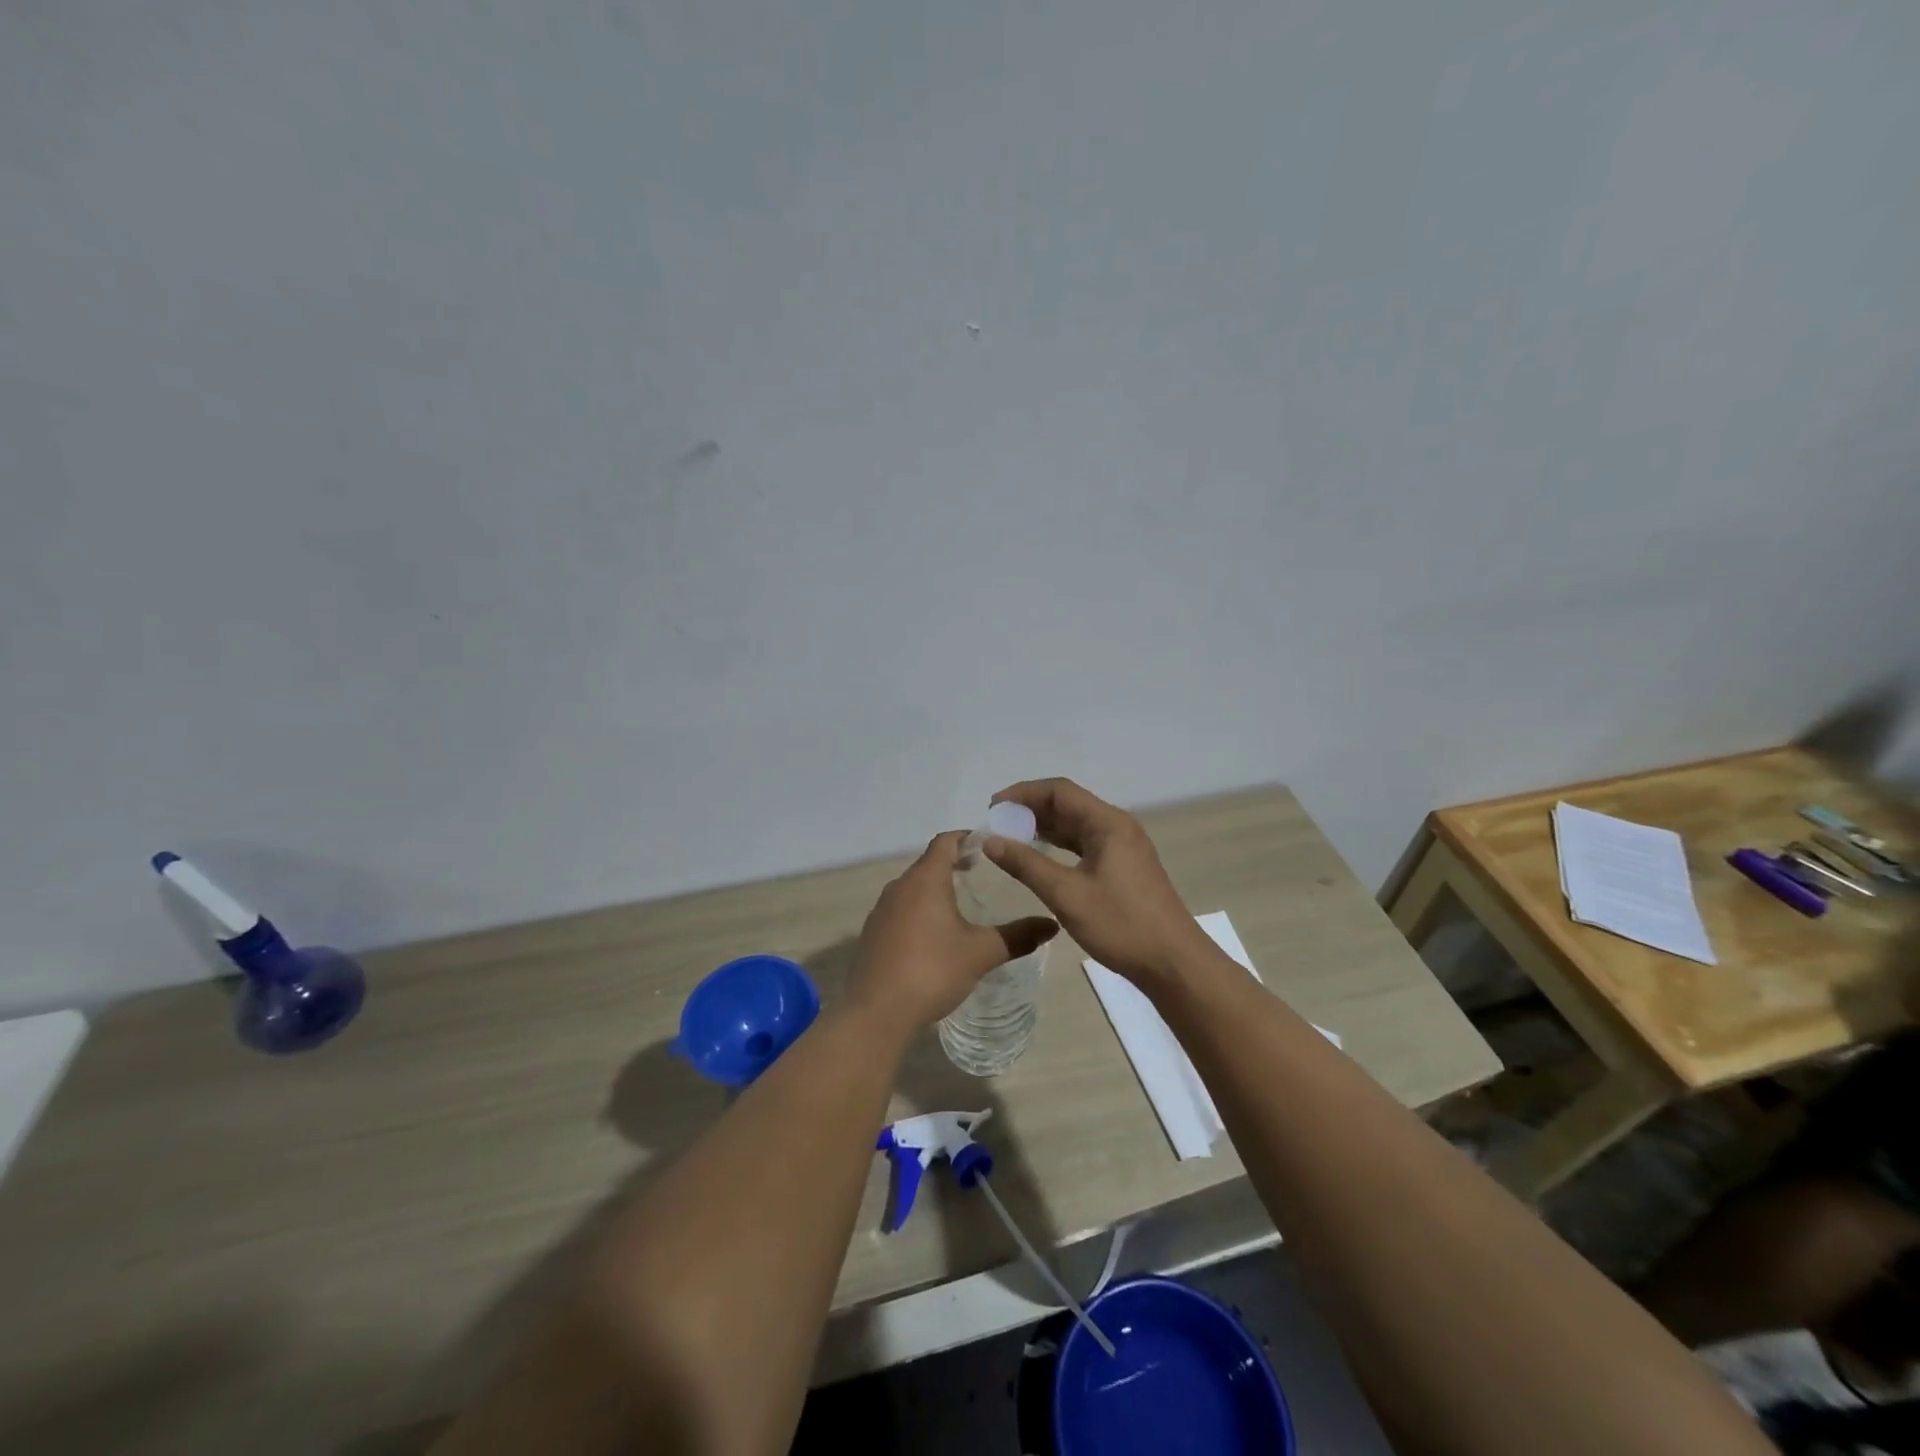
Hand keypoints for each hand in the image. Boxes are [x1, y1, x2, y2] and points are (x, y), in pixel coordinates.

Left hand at [846, 831, 1057, 1031]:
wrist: (875, 1012)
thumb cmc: (932, 971)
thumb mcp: (981, 953)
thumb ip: (1018, 936)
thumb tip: (1052, 925)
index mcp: (925, 880)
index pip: (945, 842)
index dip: (967, 838)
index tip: (988, 844)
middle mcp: (899, 886)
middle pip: (928, 862)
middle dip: (953, 862)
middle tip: (980, 871)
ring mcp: (881, 910)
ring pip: (912, 887)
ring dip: (935, 887)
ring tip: (960, 902)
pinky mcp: (872, 933)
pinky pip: (899, 909)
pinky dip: (919, 909)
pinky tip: (933, 935)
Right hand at [984, 778, 1211, 987]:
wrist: (1173, 963)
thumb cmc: (1120, 924)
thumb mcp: (1066, 894)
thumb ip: (1026, 864)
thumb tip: (990, 840)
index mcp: (1108, 823)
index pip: (1059, 791)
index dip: (1023, 793)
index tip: (992, 807)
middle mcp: (1117, 826)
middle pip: (1068, 804)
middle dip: (1030, 810)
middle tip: (997, 824)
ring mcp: (1123, 847)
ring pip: (1076, 825)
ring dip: (1043, 828)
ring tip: (1010, 837)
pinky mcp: (1123, 867)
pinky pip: (1084, 844)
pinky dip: (1059, 845)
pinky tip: (1039, 857)